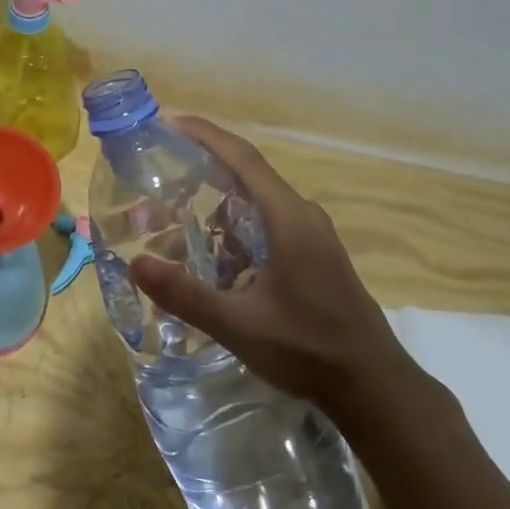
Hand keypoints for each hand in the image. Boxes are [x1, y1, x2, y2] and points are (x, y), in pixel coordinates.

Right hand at [128, 118, 420, 413]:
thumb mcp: (238, 324)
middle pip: (246, 175)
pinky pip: (267, 225)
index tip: (168, 123)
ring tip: (174, 220)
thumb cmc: (307, 348)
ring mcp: (311, 235)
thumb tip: (135, 264)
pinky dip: (234, 229)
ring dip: (216, 206)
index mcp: (288, 217)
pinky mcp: (314, 256)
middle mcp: (301, 215)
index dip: (204, 135)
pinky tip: (211, 258)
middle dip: (202, 169)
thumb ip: (185, 294)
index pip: (242, 157)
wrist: (373, 386)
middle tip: (158, 174)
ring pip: (256, 204)